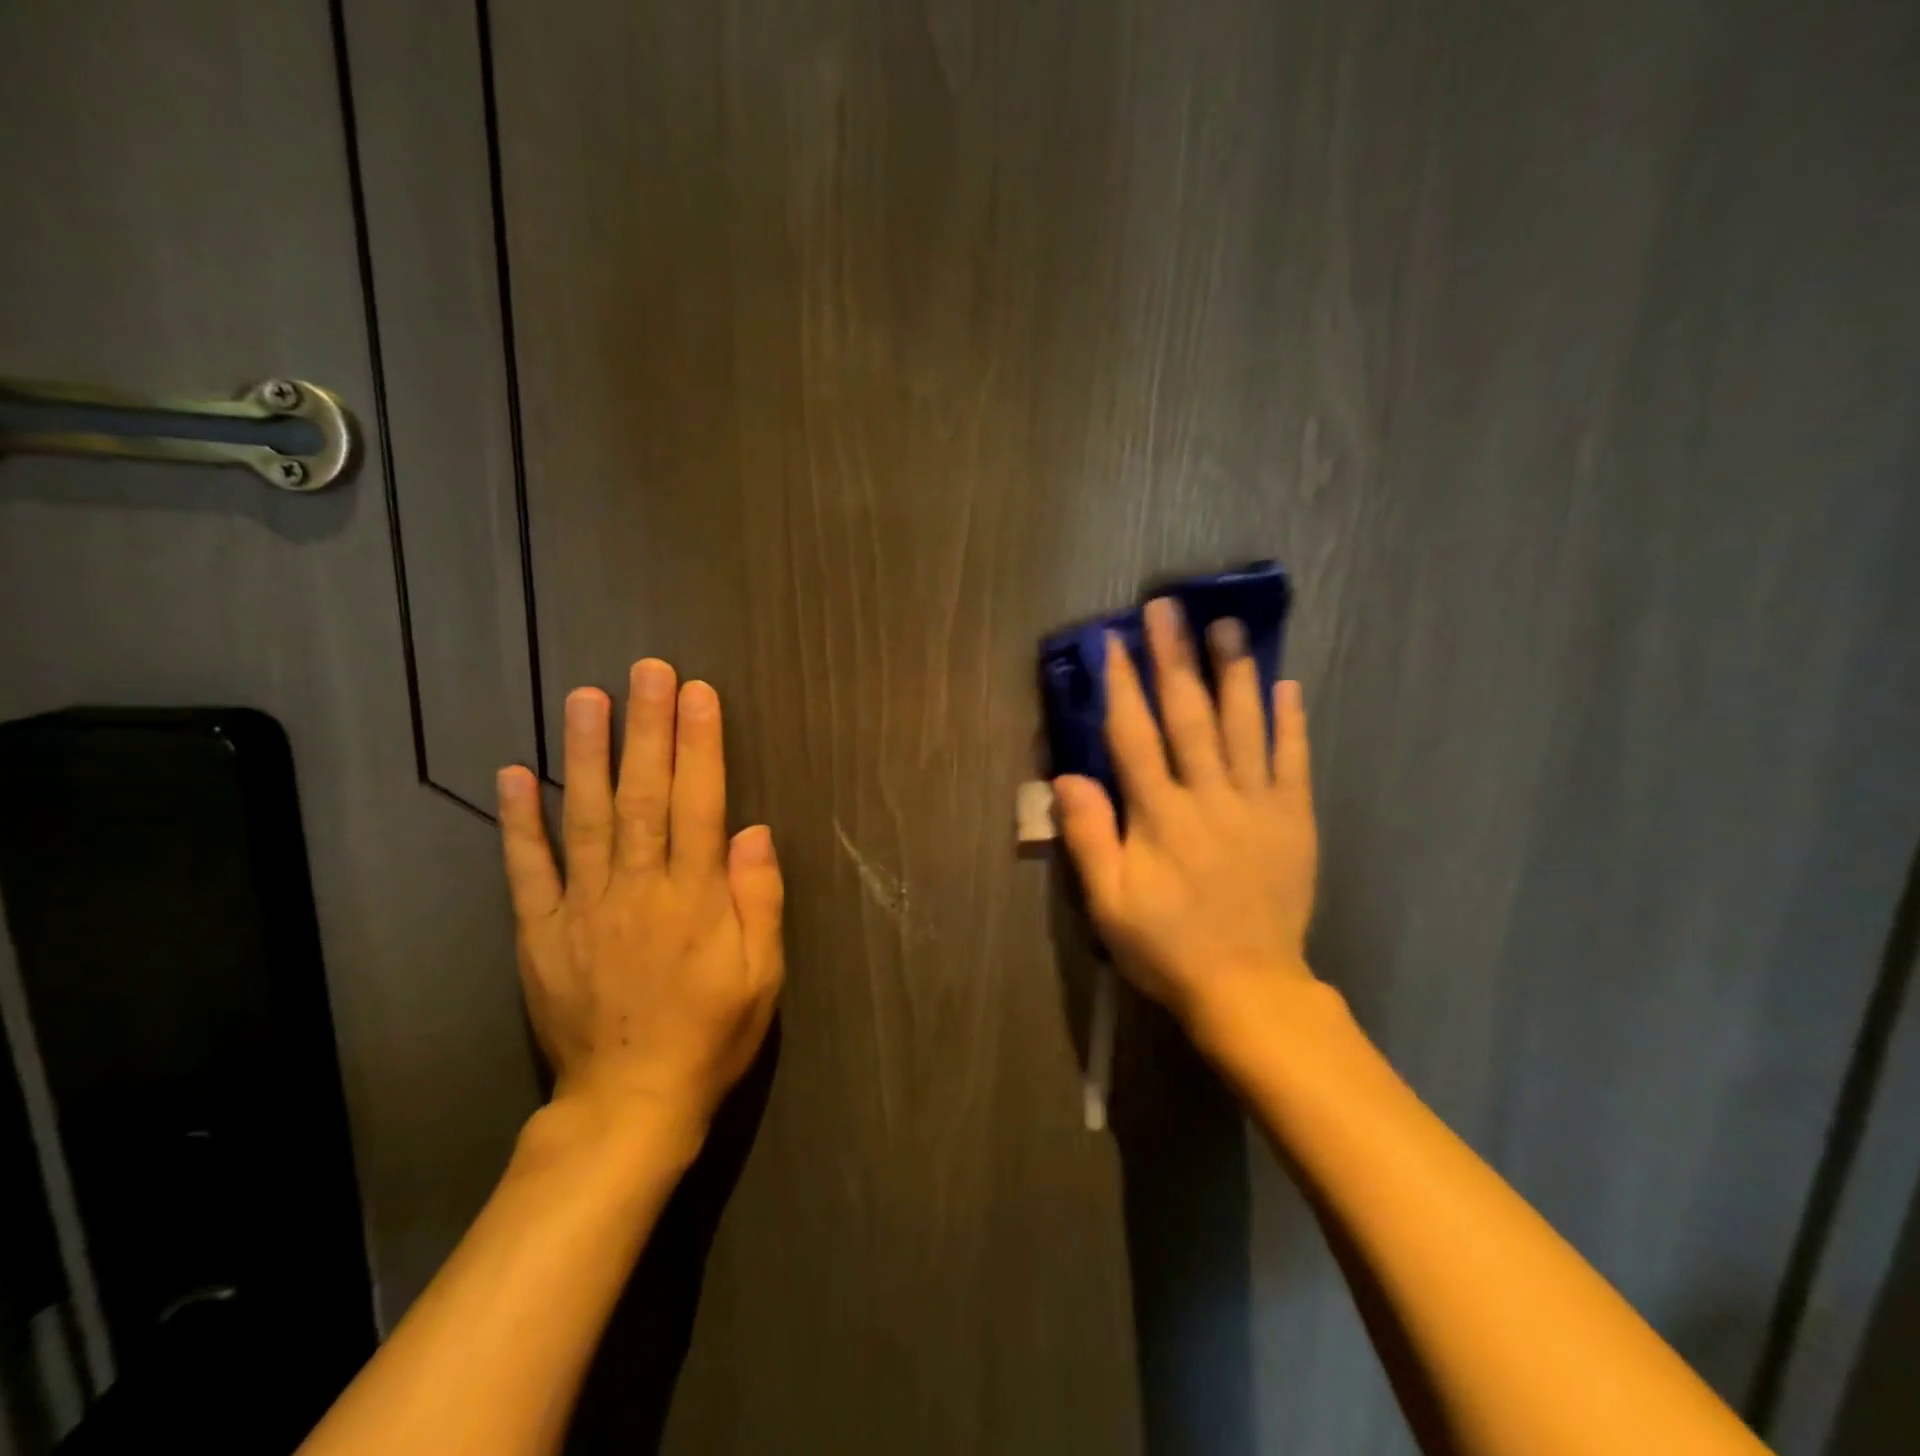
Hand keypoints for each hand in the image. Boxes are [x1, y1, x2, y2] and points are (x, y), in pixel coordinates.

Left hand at [495, 660, 784, 1142]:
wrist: (629, 1104)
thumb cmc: (711, 1034)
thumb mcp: (762, 975)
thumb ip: (759, 899)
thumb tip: (753, 830)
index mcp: (694, 898)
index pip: (701, 804)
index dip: (701, 745)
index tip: (698, 693)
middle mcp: (637, 889)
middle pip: (645, 796)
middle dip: (648, 729)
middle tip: (647, 671)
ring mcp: (582, 908)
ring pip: (586, 817)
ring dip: (587, 753)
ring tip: (586, 697)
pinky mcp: (540, 933)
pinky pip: (529, 870)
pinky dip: (520, 821)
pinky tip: (516, 774)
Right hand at [1053, 597, 1320, 1058]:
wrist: (1248, 988)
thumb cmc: (1167, 947)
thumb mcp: (1110, 903)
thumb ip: (1089, 838)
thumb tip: (1066, 776)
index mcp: (1160, 817)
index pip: (1135, 737)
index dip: (1123, 686)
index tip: (1115, 641)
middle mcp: (1209, 798)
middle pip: (1189, 717)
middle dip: (1175, 659)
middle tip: (1169, 608)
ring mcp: (1257, 806)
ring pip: (1244, 727)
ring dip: (1233, 673)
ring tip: (1227, 625)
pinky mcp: (1293, 820)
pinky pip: (1293, 762)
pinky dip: (1290, 722)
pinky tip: (1287, 684)